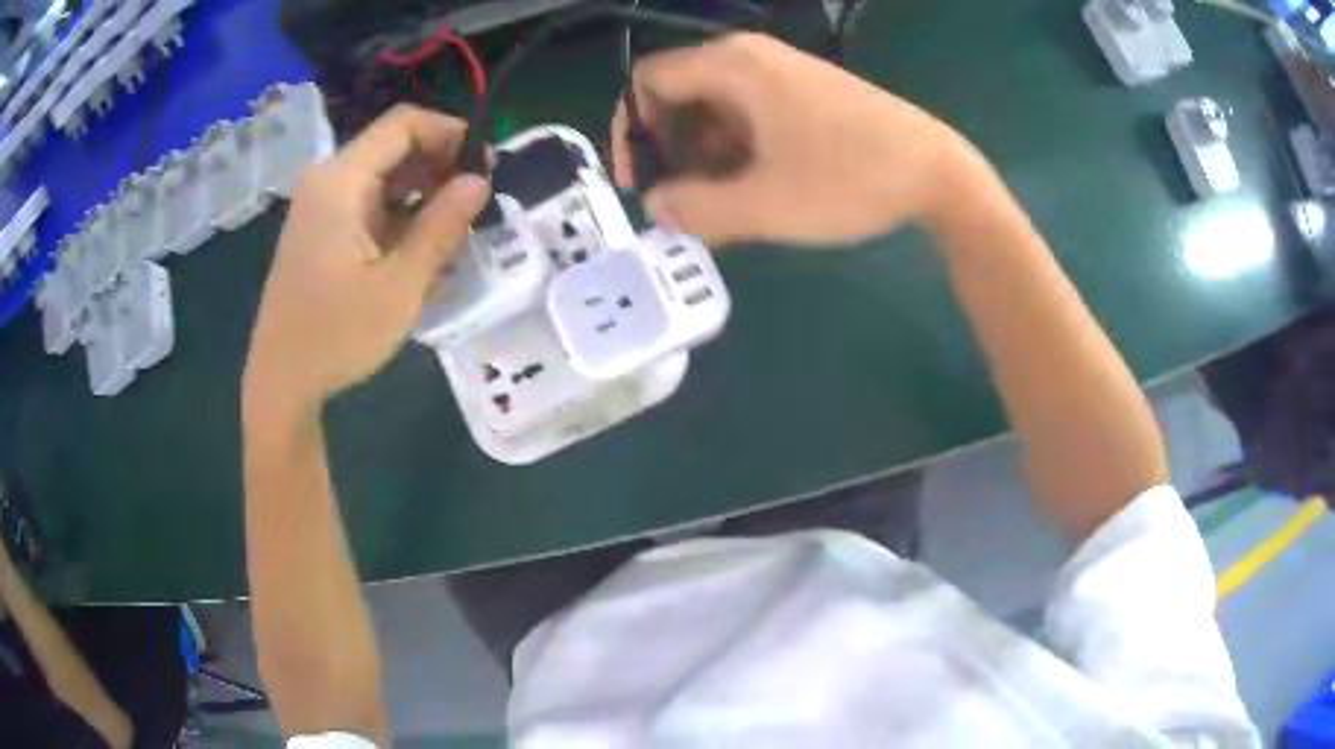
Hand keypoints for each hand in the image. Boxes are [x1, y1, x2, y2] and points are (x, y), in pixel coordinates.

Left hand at [244, 105, 489, 410]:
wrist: (281, 382)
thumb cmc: (336, 336)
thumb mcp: (400, 285)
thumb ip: (441, 226)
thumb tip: (479, 181)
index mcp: (340, 182)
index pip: (404, 124)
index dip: (450, 133)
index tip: (483, 167)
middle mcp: (327, 181)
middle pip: (394, 147)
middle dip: (440, 166)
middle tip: (475, 205)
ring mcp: (321, 206)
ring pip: (384, 176)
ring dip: (423, 193)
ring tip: (454, 232)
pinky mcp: (321, 229)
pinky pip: (369, 203)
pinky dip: (400, 215)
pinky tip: (421, 249)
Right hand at [612, 33, 975, 245]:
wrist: (937, 173)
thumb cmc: (850, 178)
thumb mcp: (765, 204)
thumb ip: (696, 208)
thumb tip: (657, 206)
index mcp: (732, 66)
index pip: (647, 82)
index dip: (633, 129)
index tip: (642, 179)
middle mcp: (751, 60)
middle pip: (680, 97)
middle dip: (672, 153)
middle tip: (682, 206)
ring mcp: (782, 76)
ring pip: (716, 113)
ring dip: (705, 163)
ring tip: (719, 216)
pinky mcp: (805, 97)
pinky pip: (750, 120)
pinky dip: (738, 157)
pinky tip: (751, 198)